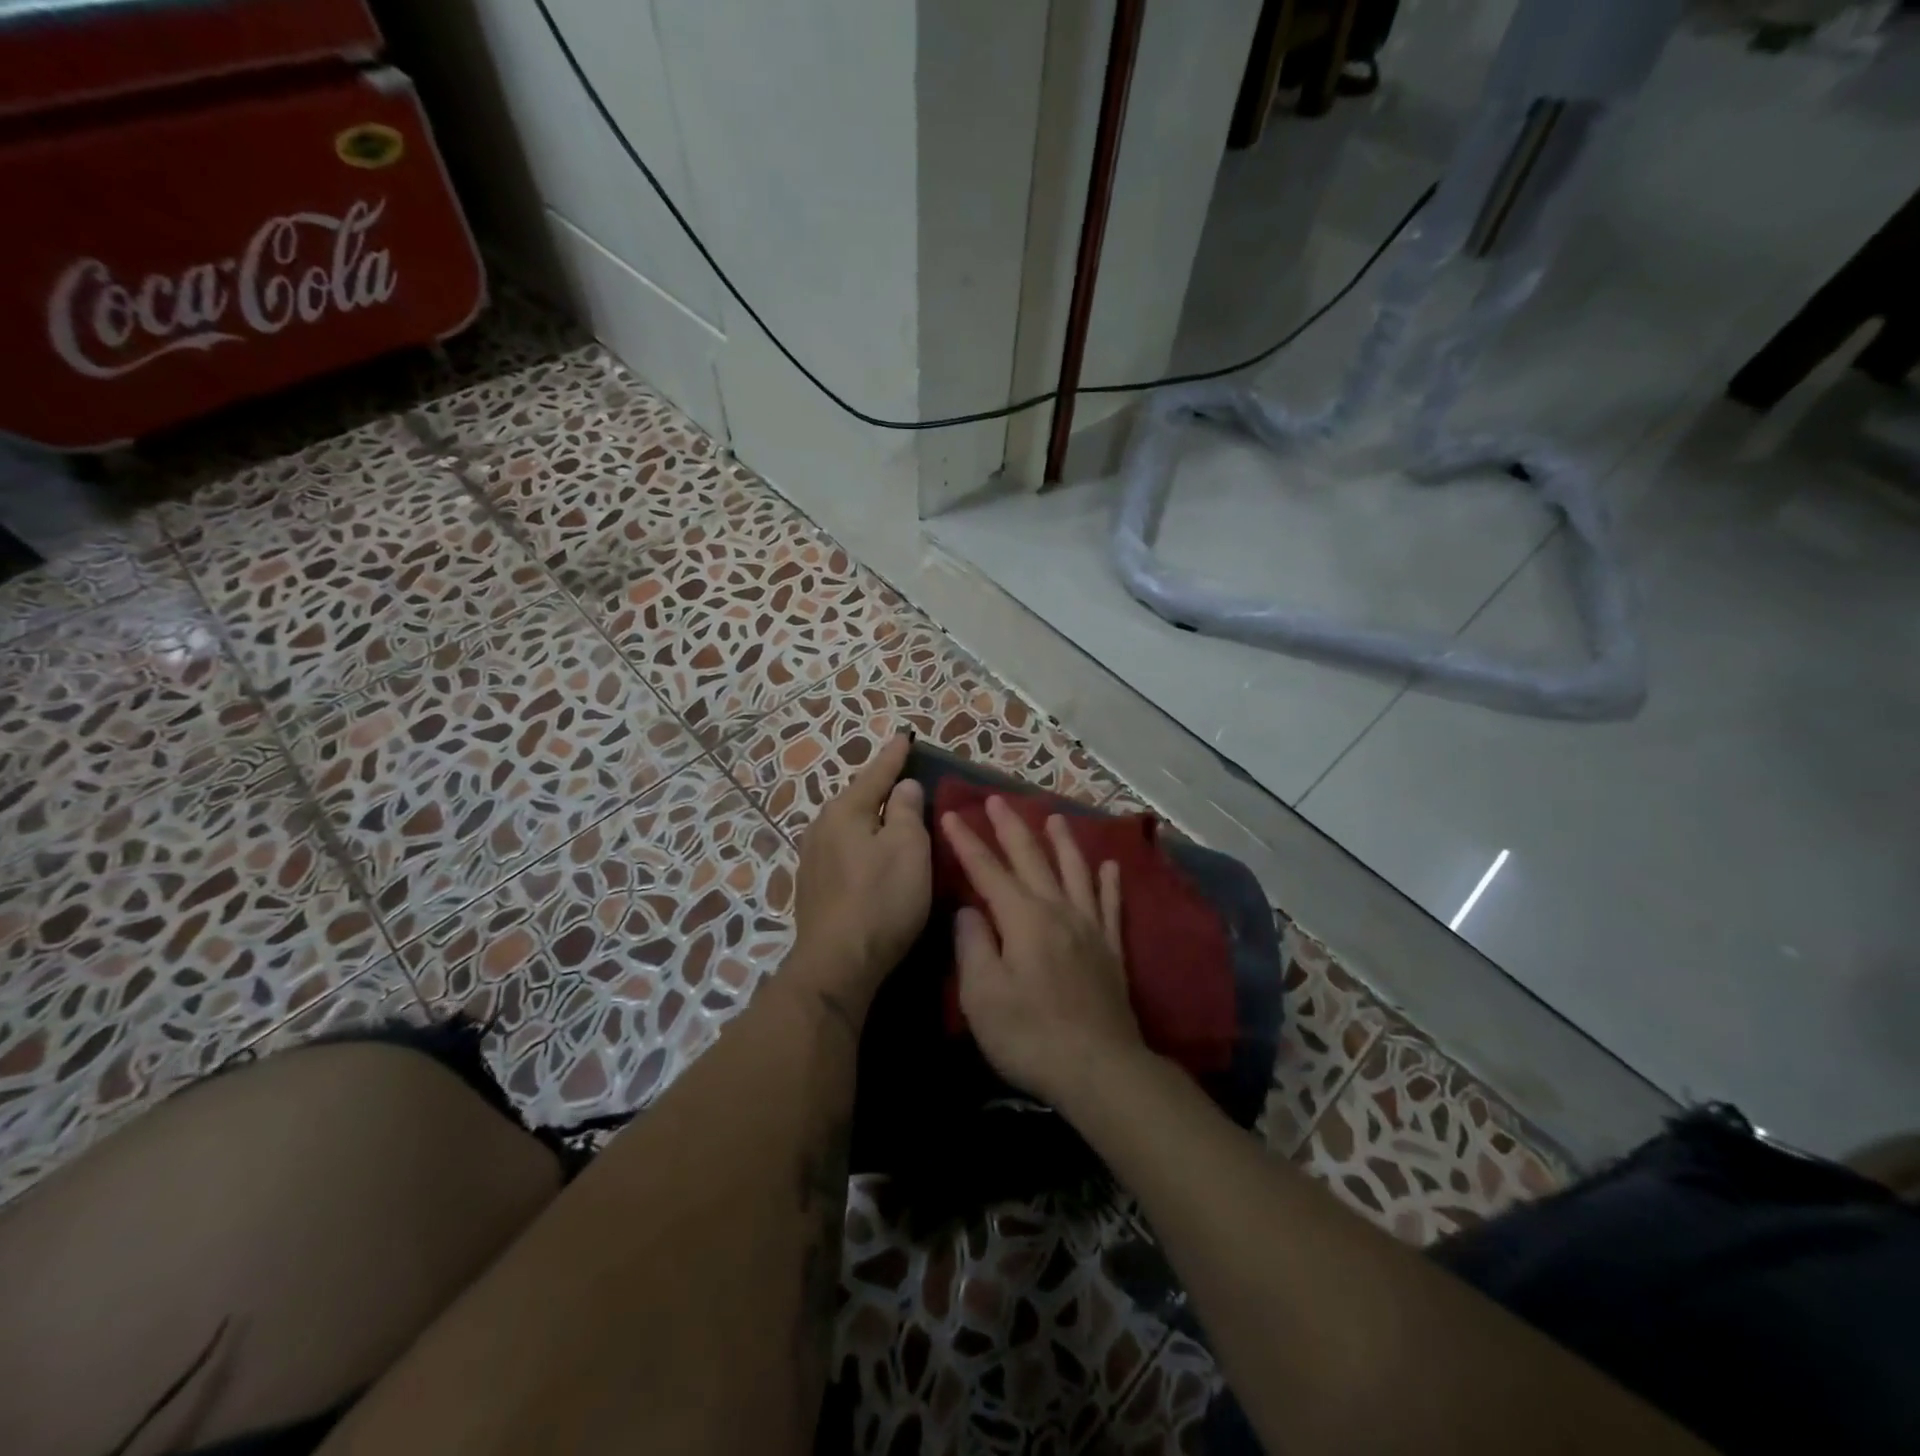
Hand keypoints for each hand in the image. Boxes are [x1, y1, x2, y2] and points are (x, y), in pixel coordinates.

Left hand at [791, 733, 931, 1013]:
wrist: (837, 963)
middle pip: (856, 798)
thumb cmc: (881, 899)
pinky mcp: (812, 887)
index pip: (875, 774)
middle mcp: (821, 827)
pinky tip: (869, 851)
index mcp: (845, 811)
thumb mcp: (908, 848)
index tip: (905, 736)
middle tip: (902, 775)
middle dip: (878, 786)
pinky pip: (842, 849)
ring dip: (868, 817)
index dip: (894, 756)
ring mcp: (812, 859)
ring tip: (888, 812)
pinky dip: (860, 842)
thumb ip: (906, 810)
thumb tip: (902, 786)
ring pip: (847, 825)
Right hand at [941, 798, 1145, 1109]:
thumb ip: (972, 945)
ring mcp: (1089, 928)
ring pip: (1075, 871)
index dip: (967, 842)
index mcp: (1023, 918)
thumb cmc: (1030, 1035)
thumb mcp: (981, 995)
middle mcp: (1058, 911)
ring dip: (1063, 841)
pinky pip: (1111, 905)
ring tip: (1055, 815)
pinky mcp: (1111, 950)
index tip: (951, 814)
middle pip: (1032, 859)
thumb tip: (970, 911)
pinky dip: (1110, 883)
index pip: (988, 870)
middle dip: (1011, 827)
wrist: (1099, 1069)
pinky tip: (1111, 866)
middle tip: (997, 799)